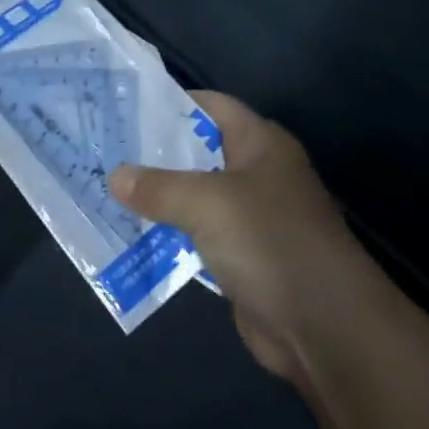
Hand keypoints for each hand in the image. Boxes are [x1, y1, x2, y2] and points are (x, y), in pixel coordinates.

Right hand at [110, 93, 378, 385]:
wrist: (325, 326)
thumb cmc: (270, 242)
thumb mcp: (208, 204)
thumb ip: (159, 187)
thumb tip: (115, 176)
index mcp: (260, 144)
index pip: (212, 106)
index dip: (171, 102)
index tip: (124, 107)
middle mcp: (257, 174)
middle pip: (199, 152)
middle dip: (155, 153)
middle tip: (104, 151)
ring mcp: (250, 218)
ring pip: (194, 198)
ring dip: (158, 198)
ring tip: (105, 189)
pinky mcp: (241, 258)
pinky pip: (196, 237)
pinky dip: (168, 235)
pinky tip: (130, 234)